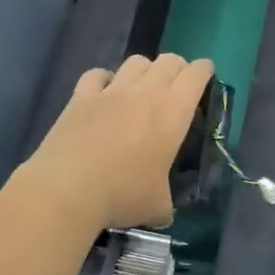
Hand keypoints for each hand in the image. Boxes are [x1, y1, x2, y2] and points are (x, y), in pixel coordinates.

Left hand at [20, 53, 215, 231]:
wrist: (68, 188)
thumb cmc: (123, 194)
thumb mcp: (157, 206)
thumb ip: (165, 204)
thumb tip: (162, 213)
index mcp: (173, 112)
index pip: (197, 75)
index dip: (205, 71)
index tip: (206, 77)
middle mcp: (145, 92)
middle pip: (169, 60)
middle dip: (178, 68)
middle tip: (177, 87)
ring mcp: (111, 91)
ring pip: (135, 61)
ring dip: (145, 70)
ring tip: (142, 88)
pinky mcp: (80, 97)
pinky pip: (97, 74)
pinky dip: (105, 79)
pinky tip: (104, 92)